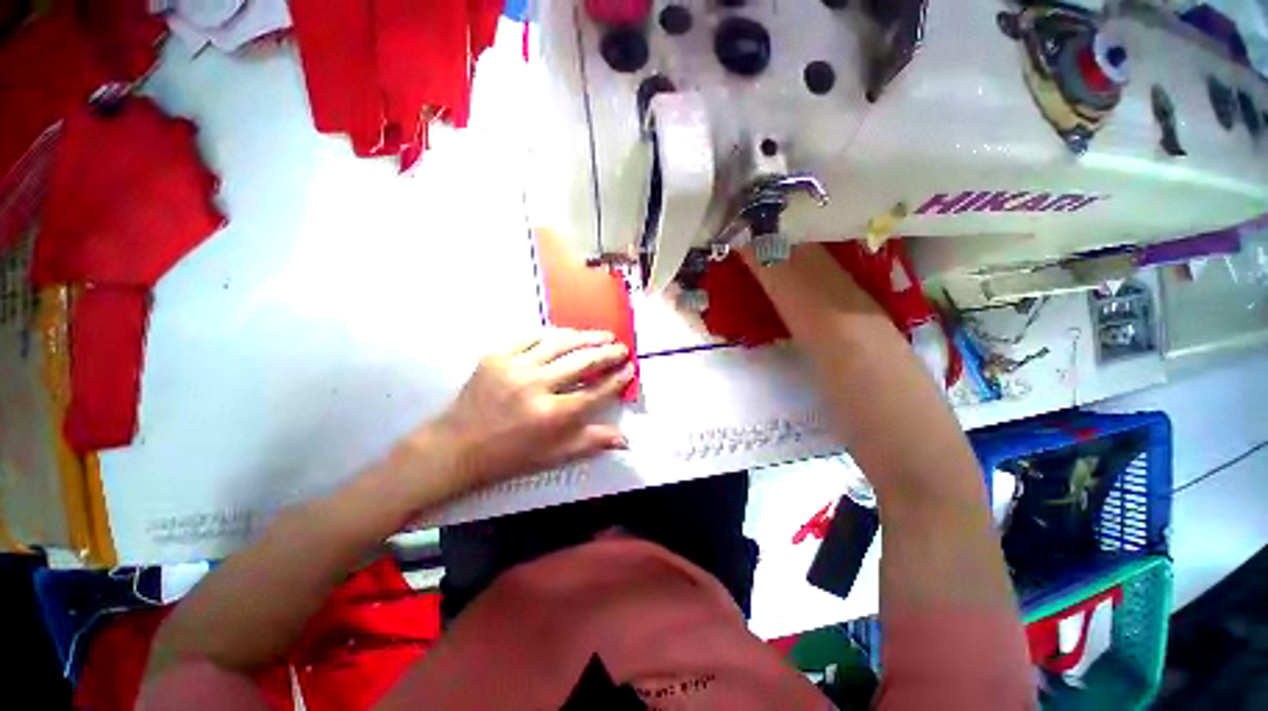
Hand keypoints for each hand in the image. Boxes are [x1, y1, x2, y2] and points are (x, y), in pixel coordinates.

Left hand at [427, 328, 633, 488]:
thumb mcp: (554, 456)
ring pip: (559, 343)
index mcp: (552, 415)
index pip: (595, 391)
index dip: (617, 379)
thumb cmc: (509, 456)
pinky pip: (529, 336)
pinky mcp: (495, 356)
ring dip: (586, 337)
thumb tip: (625, 439)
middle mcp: (536, 387)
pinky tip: (566, 334)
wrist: (456, 447)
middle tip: (621, 348)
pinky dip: (551, 333)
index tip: (630, 369)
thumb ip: (591, 442)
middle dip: (607, 353)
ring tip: (602, 335)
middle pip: (582, 362)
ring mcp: (514, 367)